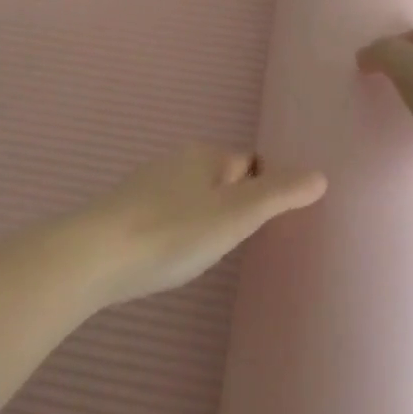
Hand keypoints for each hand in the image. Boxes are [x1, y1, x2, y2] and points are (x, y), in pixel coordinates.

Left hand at [78, 144, 327, 304]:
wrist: (92, 258)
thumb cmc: (173, 232)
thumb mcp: (236, 215)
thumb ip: (280, 195)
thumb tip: (321, 175)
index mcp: (204, 155)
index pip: (249, 164)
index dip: (262, 191)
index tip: (262, 226)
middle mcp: (174, 161)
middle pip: (220, 179)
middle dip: (232, 206)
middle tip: (236, 244)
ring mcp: (145, 186)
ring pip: (191, 198)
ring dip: (202, 220)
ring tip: (204, 254)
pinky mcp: (123, 212)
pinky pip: (165, 215)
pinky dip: (175, 231)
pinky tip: (170, 256)